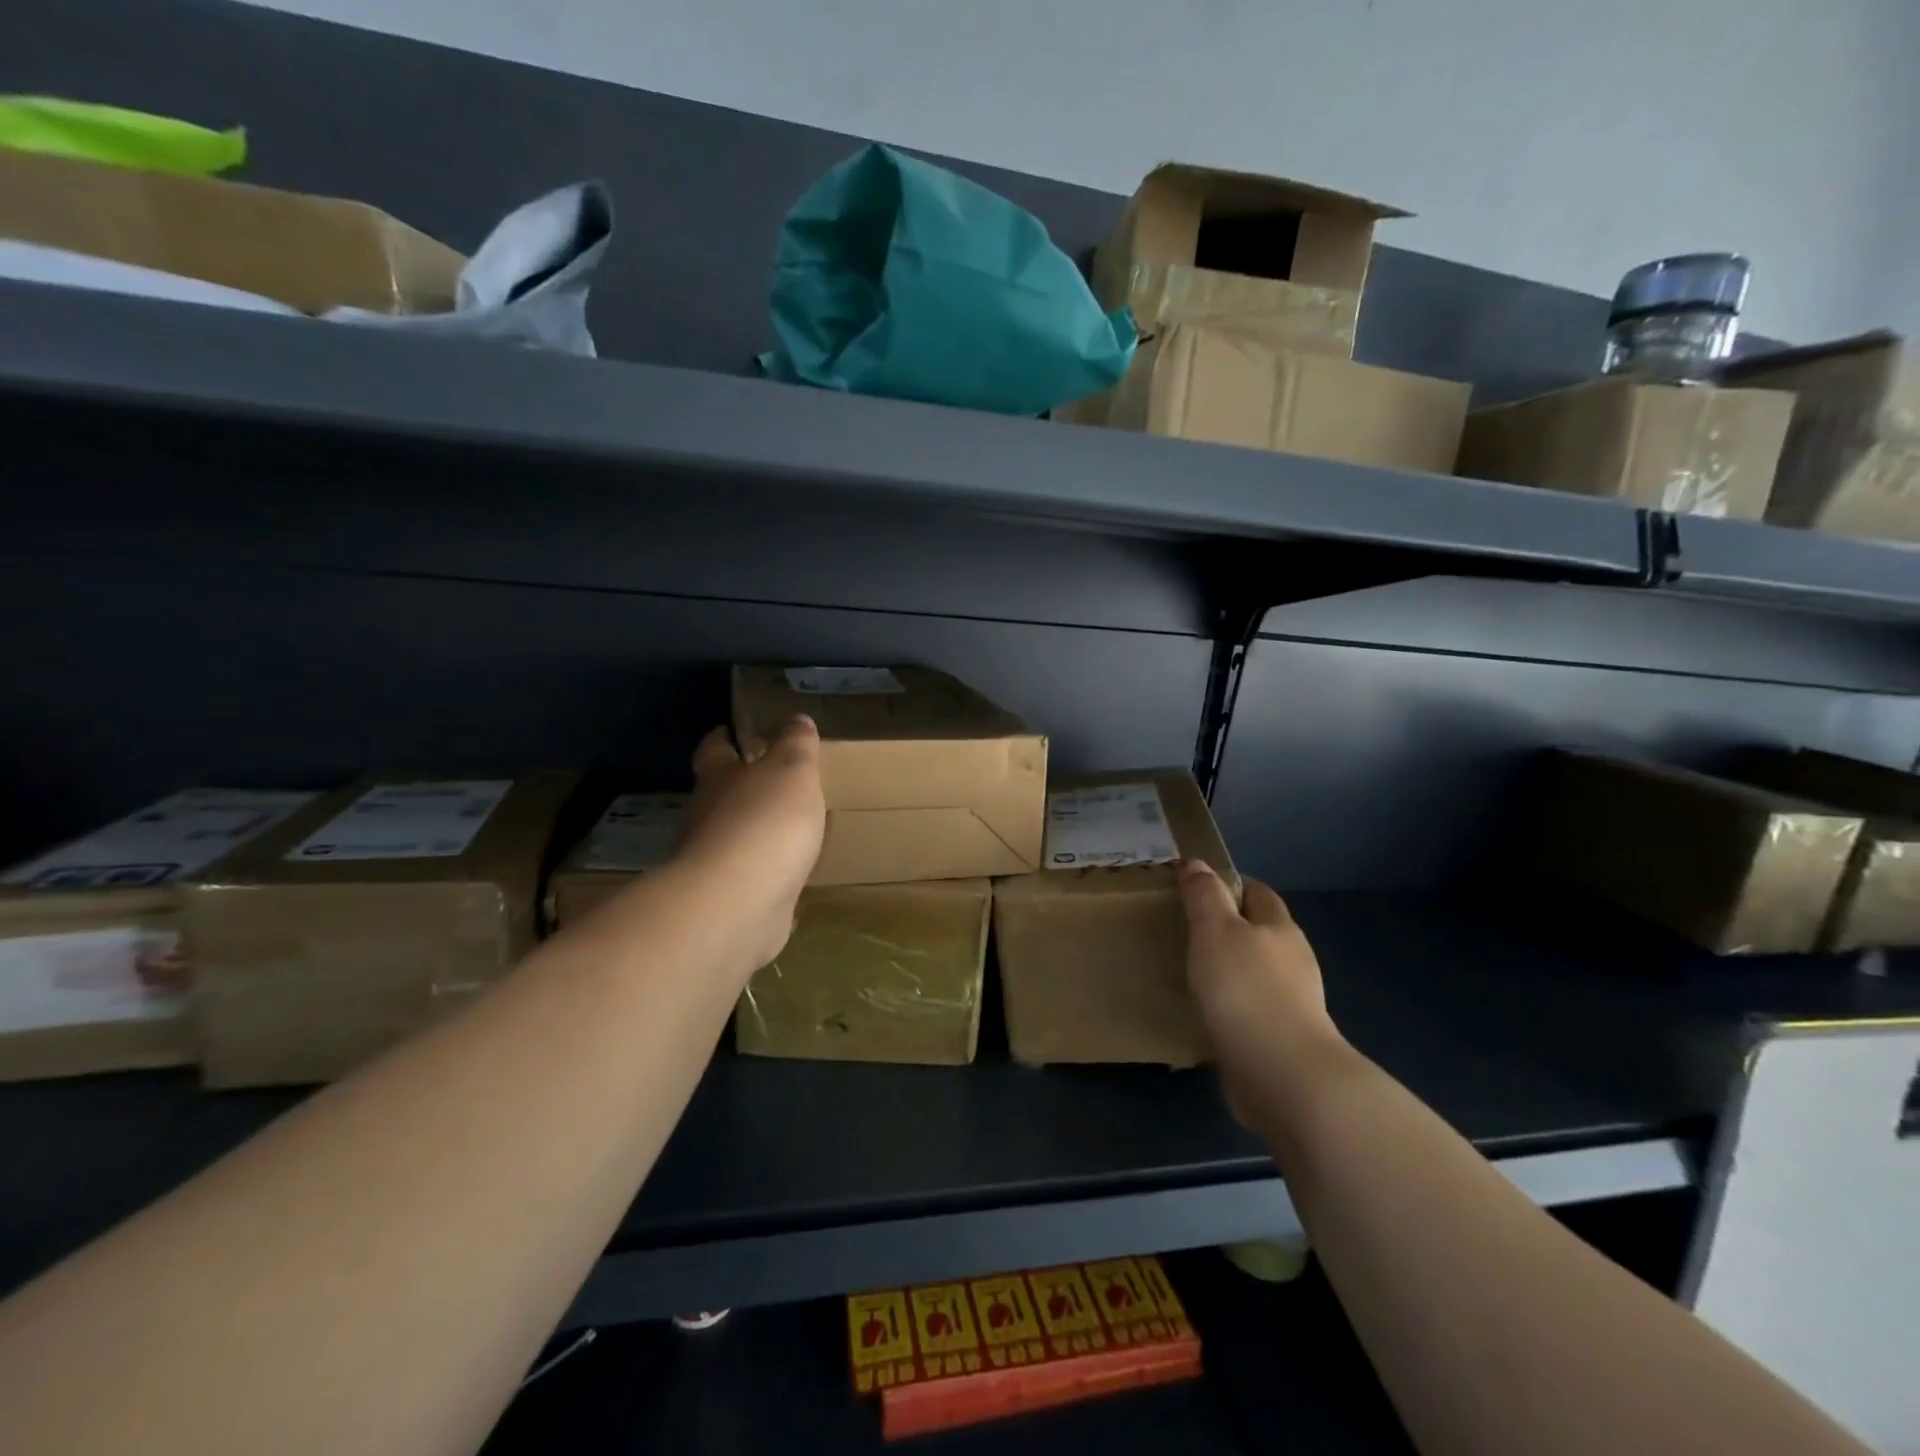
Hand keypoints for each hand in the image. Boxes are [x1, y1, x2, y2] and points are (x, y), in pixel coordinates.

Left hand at [678, 716, 825, 970]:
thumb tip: (795, 718)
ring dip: (755, 835)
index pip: (713, 751)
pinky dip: (766, 877)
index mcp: (718, 780)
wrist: (739, 902)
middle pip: (719, 797)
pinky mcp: (728, 901)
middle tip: (773, 784)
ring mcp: (714, 864)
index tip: (728, 732)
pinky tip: (789, 881)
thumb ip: (795, 744)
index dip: (721, 739)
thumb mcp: (791, 770)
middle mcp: (706, 818)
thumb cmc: (764, 821)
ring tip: (790, 832)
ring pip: (734, 840)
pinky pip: (751, 882)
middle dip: (741, 790)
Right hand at [1179, 861, 1346, 1117]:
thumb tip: (1197, 863)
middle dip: (1228, 928)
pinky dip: (1230, 1006)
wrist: (1283, 1075)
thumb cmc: (1246, 989)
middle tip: (1184, 929)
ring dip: (1228, 970)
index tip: (1195, 888)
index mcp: (1280, 928)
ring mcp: (1292, 1003)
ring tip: (1190, 972)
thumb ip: (1205, 896)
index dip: (1229, 884)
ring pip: (1255, 973)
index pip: (1257, 892)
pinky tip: (1206, 1014)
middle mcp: (1293, 961)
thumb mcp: (1215, 930)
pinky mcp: (1281, 1039)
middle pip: (1259, 932)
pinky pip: (1251, 1010)